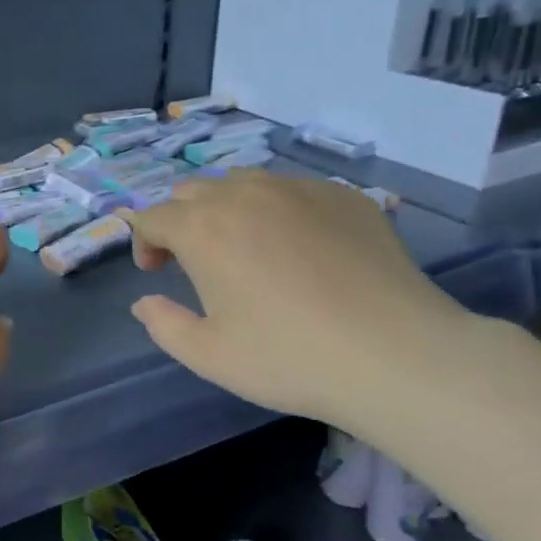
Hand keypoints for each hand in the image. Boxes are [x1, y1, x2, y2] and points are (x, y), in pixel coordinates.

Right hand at [121, 172, 468, 426]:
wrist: (397, 354)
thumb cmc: (289, 358)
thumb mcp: (208, 355)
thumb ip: (163, 324)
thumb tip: (145, 302)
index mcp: (203, 228)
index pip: (153, 216)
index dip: (143, 241)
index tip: (155, 272)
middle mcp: (245, 194)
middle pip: (193, 191)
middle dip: (181, 220)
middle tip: (193, 260)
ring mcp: (299, 189)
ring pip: (243, 182)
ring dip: (227, 208)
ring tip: (244, 247)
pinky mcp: (344, 196)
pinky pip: (293, 190)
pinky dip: (278, 210)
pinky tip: (300, 249)